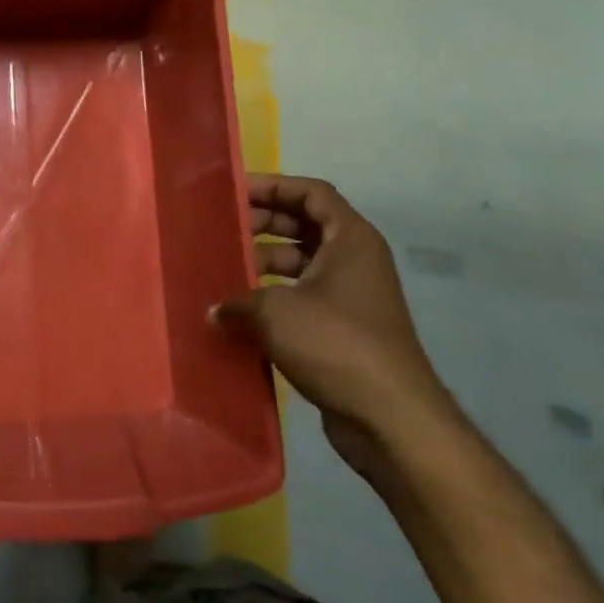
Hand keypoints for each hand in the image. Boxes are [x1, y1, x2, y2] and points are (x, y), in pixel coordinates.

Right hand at [214, 174, 460, 477]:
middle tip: (221, 228)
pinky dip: (272, 295)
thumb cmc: (335, 343)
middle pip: (304, 224)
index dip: (272, 186)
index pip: (311, 193)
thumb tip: (214, 310)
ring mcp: (351, 295)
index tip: (232, 192)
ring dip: (264, 261)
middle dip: (262, 222)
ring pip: (301, 262)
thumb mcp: (275, 311)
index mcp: (350, 239)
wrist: (390, 416)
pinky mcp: (343, 327)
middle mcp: (355, 260)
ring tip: (223, 268)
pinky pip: (302, 295)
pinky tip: (238, 308)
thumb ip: (238, 300)